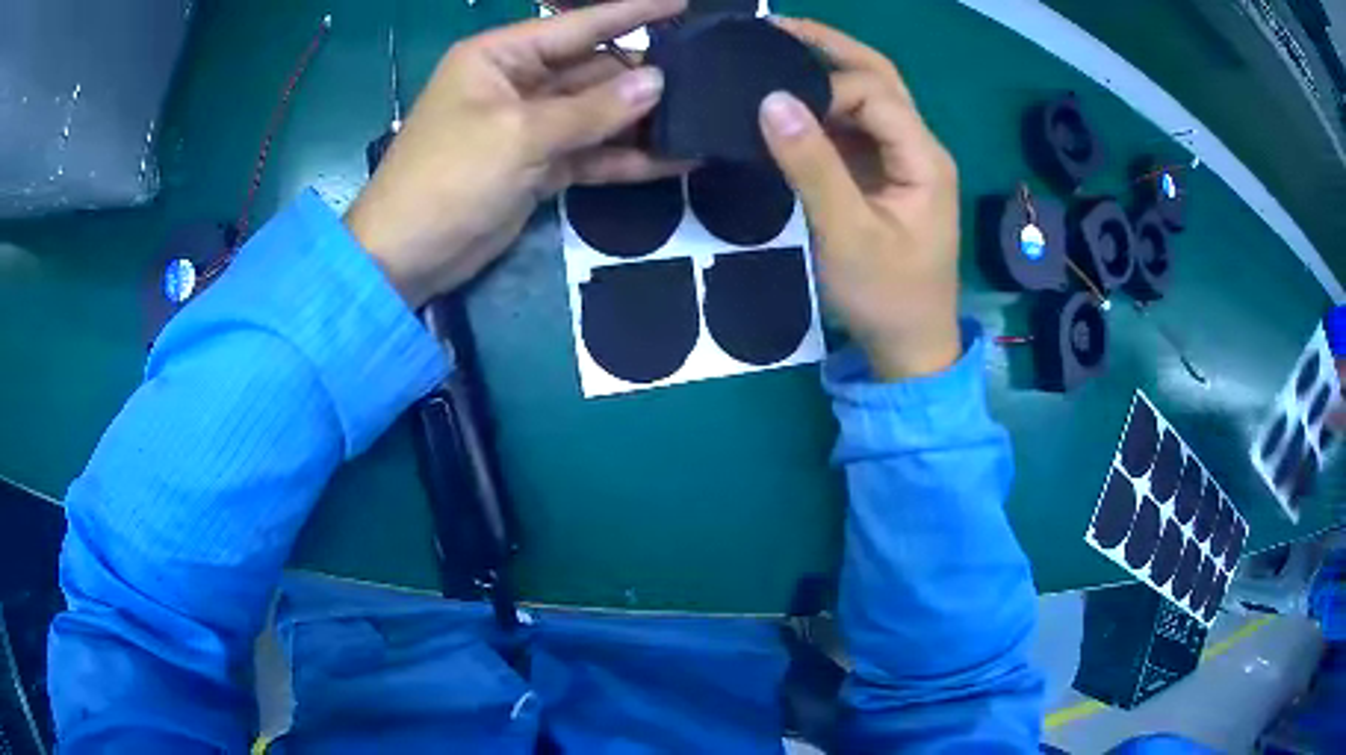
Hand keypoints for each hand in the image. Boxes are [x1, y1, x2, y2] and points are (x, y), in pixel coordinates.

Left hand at [346, 0, 688, 308]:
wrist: (407, 256)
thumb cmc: (448, 178)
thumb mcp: (520, 135)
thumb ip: (592, 109)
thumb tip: (658, 81)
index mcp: (501, 56)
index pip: (577, 25)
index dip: (632, 12)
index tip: (683, 4)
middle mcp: (517, 82)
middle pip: (593, 69)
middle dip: (643, 77)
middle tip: (706, 82)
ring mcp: (529, 126)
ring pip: (596, 114)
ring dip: (640, 122)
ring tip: (699, 121)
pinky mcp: (537, 166)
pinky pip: (590, 153)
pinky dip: (624, 159)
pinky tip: (673, 161)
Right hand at [758, 20, 961, 380]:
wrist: (912, 346)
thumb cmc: (887, 297)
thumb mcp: (847, 235)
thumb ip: (812, 166)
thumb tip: (771, 101)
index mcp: (924, 157)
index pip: (875, 92)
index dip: (825, 88)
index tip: (777, 106)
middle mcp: (919, 147)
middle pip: (880, 77)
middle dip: (830, 47)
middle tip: (774, 27)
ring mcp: (903, 160)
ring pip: (869, 97)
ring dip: (826, 71)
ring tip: (774, 52)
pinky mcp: (884, 175)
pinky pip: (856, 127)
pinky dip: (823, 107)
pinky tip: (790, 101)